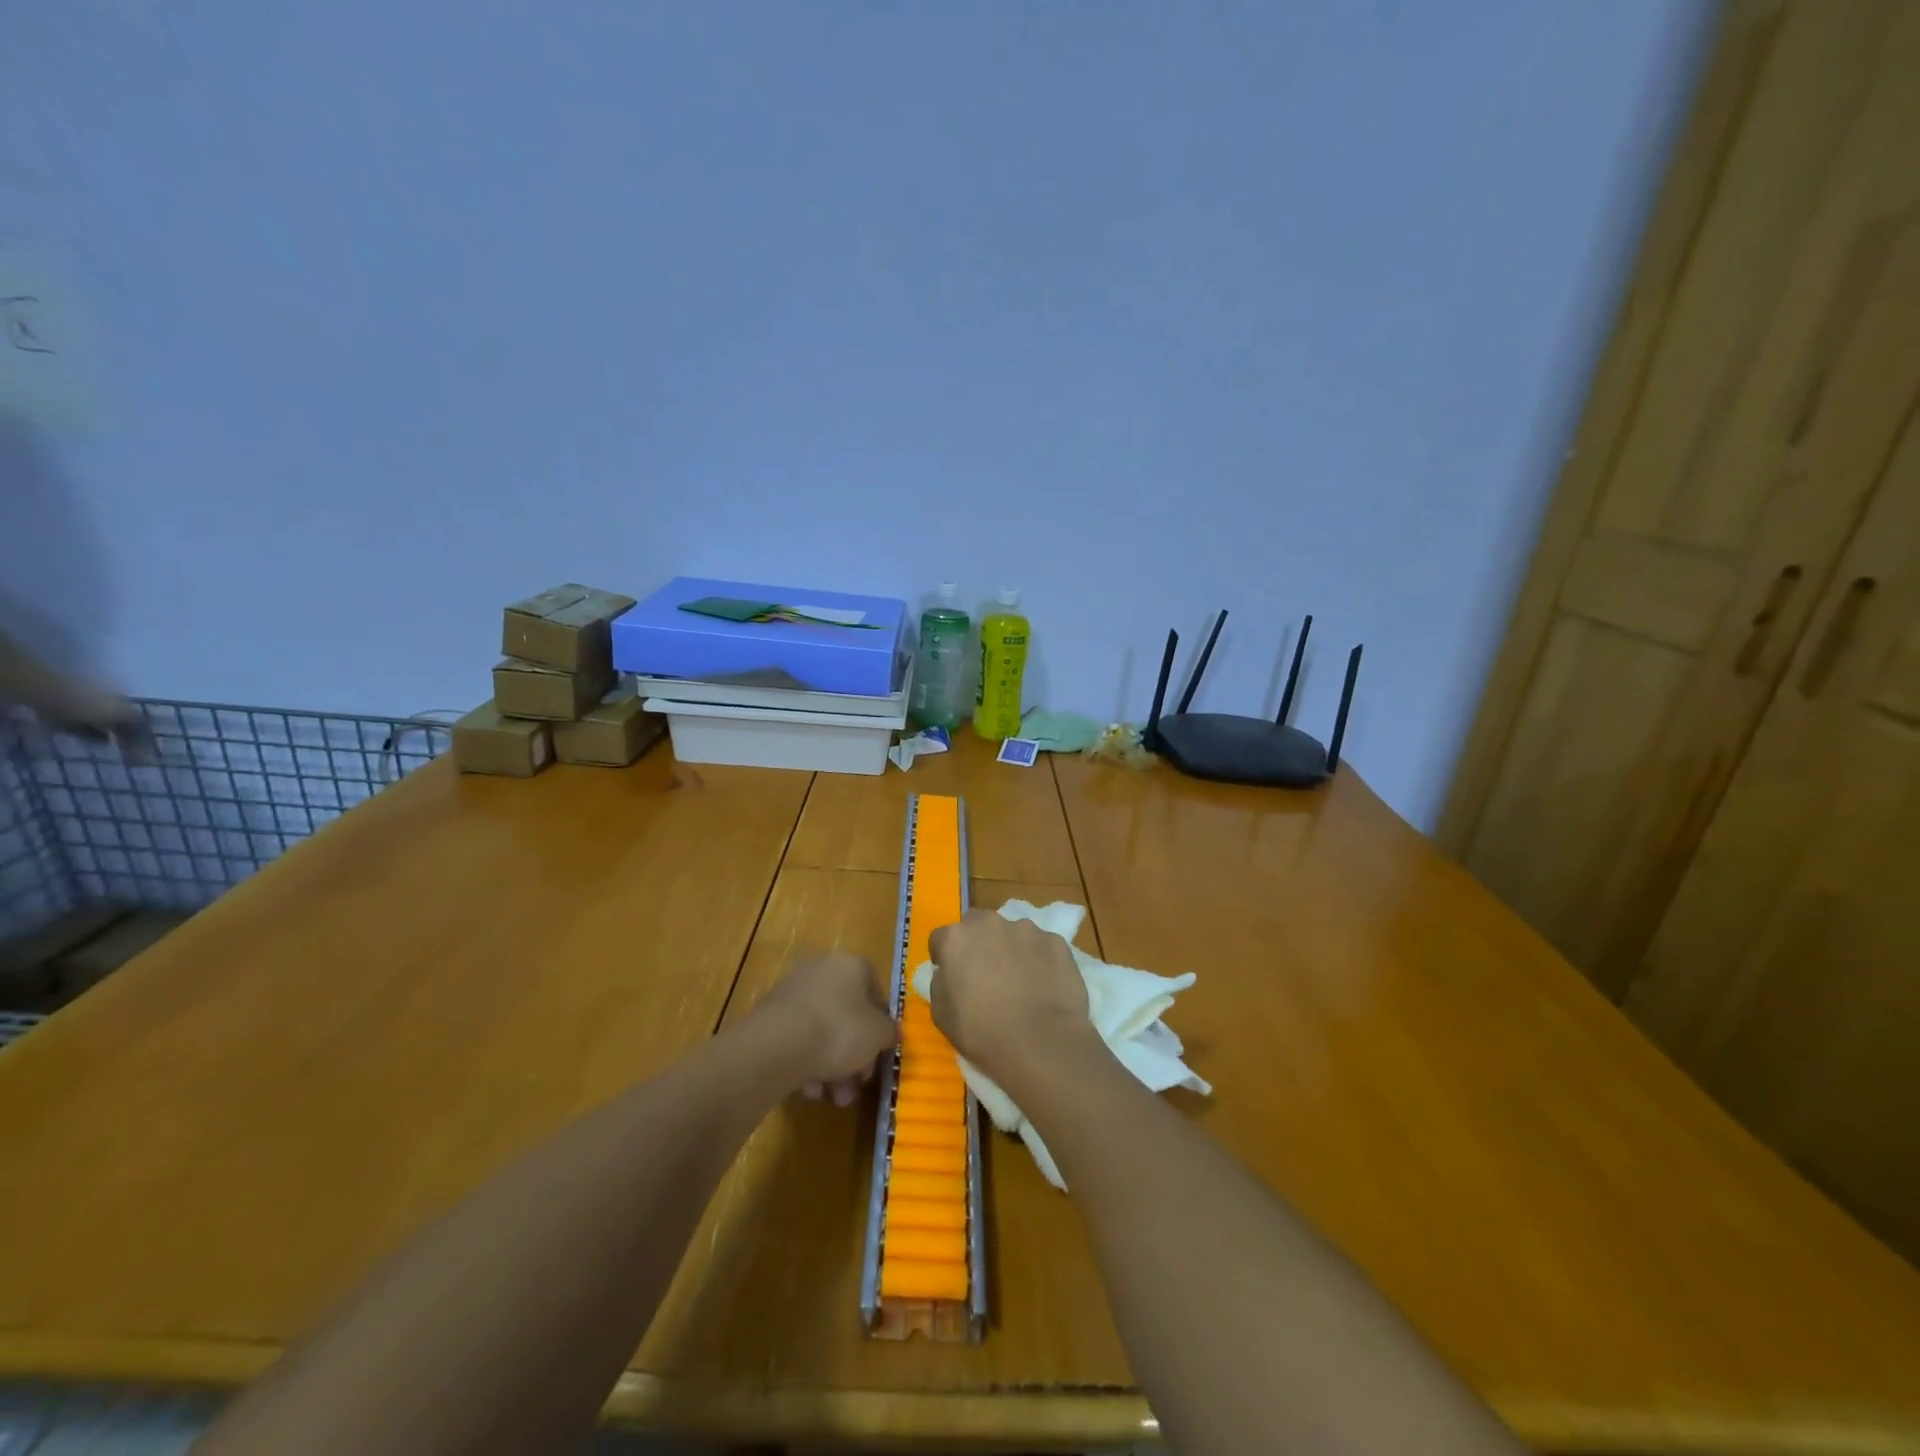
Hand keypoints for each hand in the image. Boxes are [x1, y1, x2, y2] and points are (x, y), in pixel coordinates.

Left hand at [754, 950, 896, 1105]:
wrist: (778, 1045)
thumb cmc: (840, 1031)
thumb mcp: (879, 1034)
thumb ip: (889, 1032)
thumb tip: (891, 1033)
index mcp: (852, 965)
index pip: (875, 993)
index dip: (881, 1027)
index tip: (880, 1055)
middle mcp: (822, 970)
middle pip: (848, 1016)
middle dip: (855, 1056)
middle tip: (857, 1084)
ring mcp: (793, 991)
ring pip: (823, 1031)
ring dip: (833, 1067)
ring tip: (835, 1097)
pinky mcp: (771, 1015)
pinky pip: (799, 1039)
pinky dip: (807, 1062)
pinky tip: (810, 1089)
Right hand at [927, 909, 1094, 1087]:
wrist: (1043, 1043)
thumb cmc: (984, 1033)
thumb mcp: (942, 1016)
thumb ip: (940, 984)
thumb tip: (948, 973)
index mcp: (957, 939)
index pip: (941, 939)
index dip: (944, 957)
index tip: (952, 977)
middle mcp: (990, 924)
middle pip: (977, 925)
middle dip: (977, 943)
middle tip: (985, 974)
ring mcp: (1027, 929)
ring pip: (1012, 933)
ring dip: (1011, 949)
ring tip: (1021, 981)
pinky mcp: (1056, 941)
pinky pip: (1042, 946)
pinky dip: (1040, 959)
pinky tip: (1045, 985)